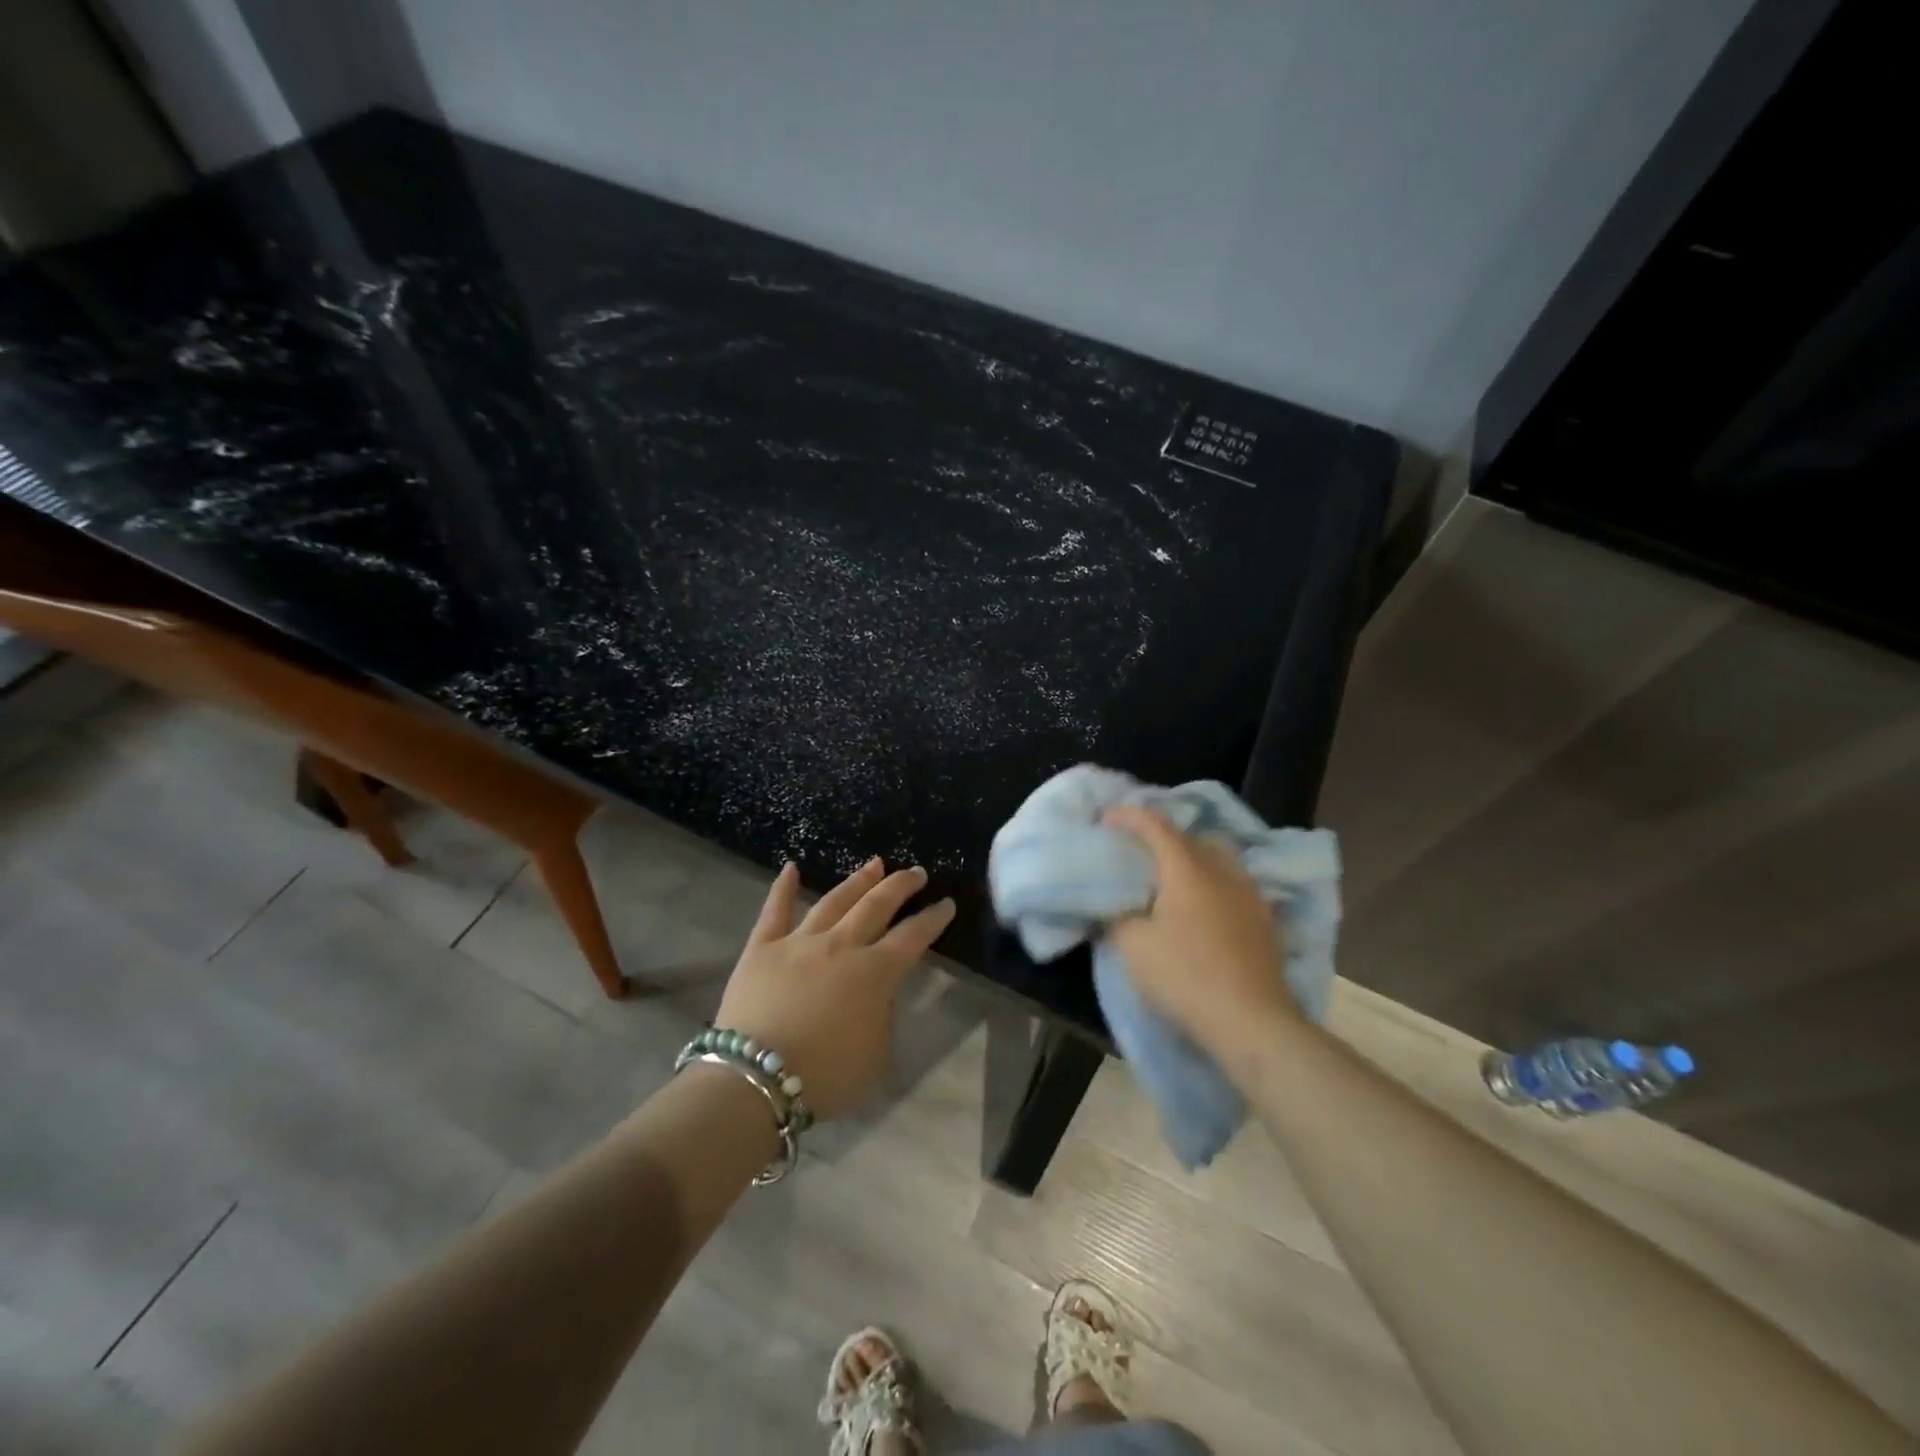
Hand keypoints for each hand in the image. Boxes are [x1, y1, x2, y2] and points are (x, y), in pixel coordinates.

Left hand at [714, 857, 955, 1120]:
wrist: (756, 1078)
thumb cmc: (825, 1076)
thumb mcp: (875, 1054)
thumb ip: (882, 1014)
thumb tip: (877, 991)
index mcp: (874, 973)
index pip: (912, 937)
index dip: (932, 919)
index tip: (946, 903)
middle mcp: (841, 945)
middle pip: (877, 906)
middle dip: (900, 886)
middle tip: (916, 872)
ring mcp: (800, 941)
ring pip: (834, 901)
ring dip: (857, 881)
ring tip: (874, 864)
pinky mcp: (762, 947)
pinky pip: (774, 910)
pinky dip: (783, 887)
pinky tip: (791, 867)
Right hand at [1100, 806, 1297, 1061]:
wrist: (1251, 1022)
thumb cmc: (1185, 977)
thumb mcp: (1133, 947)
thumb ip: (1116, 918)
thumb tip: (1112, 906)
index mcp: (1187, 868)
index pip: (1155, 825)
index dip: (1128, 816)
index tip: (1105, 819)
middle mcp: (1221, 871)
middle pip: (1190, 836)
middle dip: (1161, 835)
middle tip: (1136, 848)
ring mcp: (1248, 895)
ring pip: (1218, 858)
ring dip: (1191, 857)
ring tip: (1171, 874)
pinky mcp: (1264, 921)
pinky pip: (1233, 884)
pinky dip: (1211, 882)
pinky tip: (1201, 904)